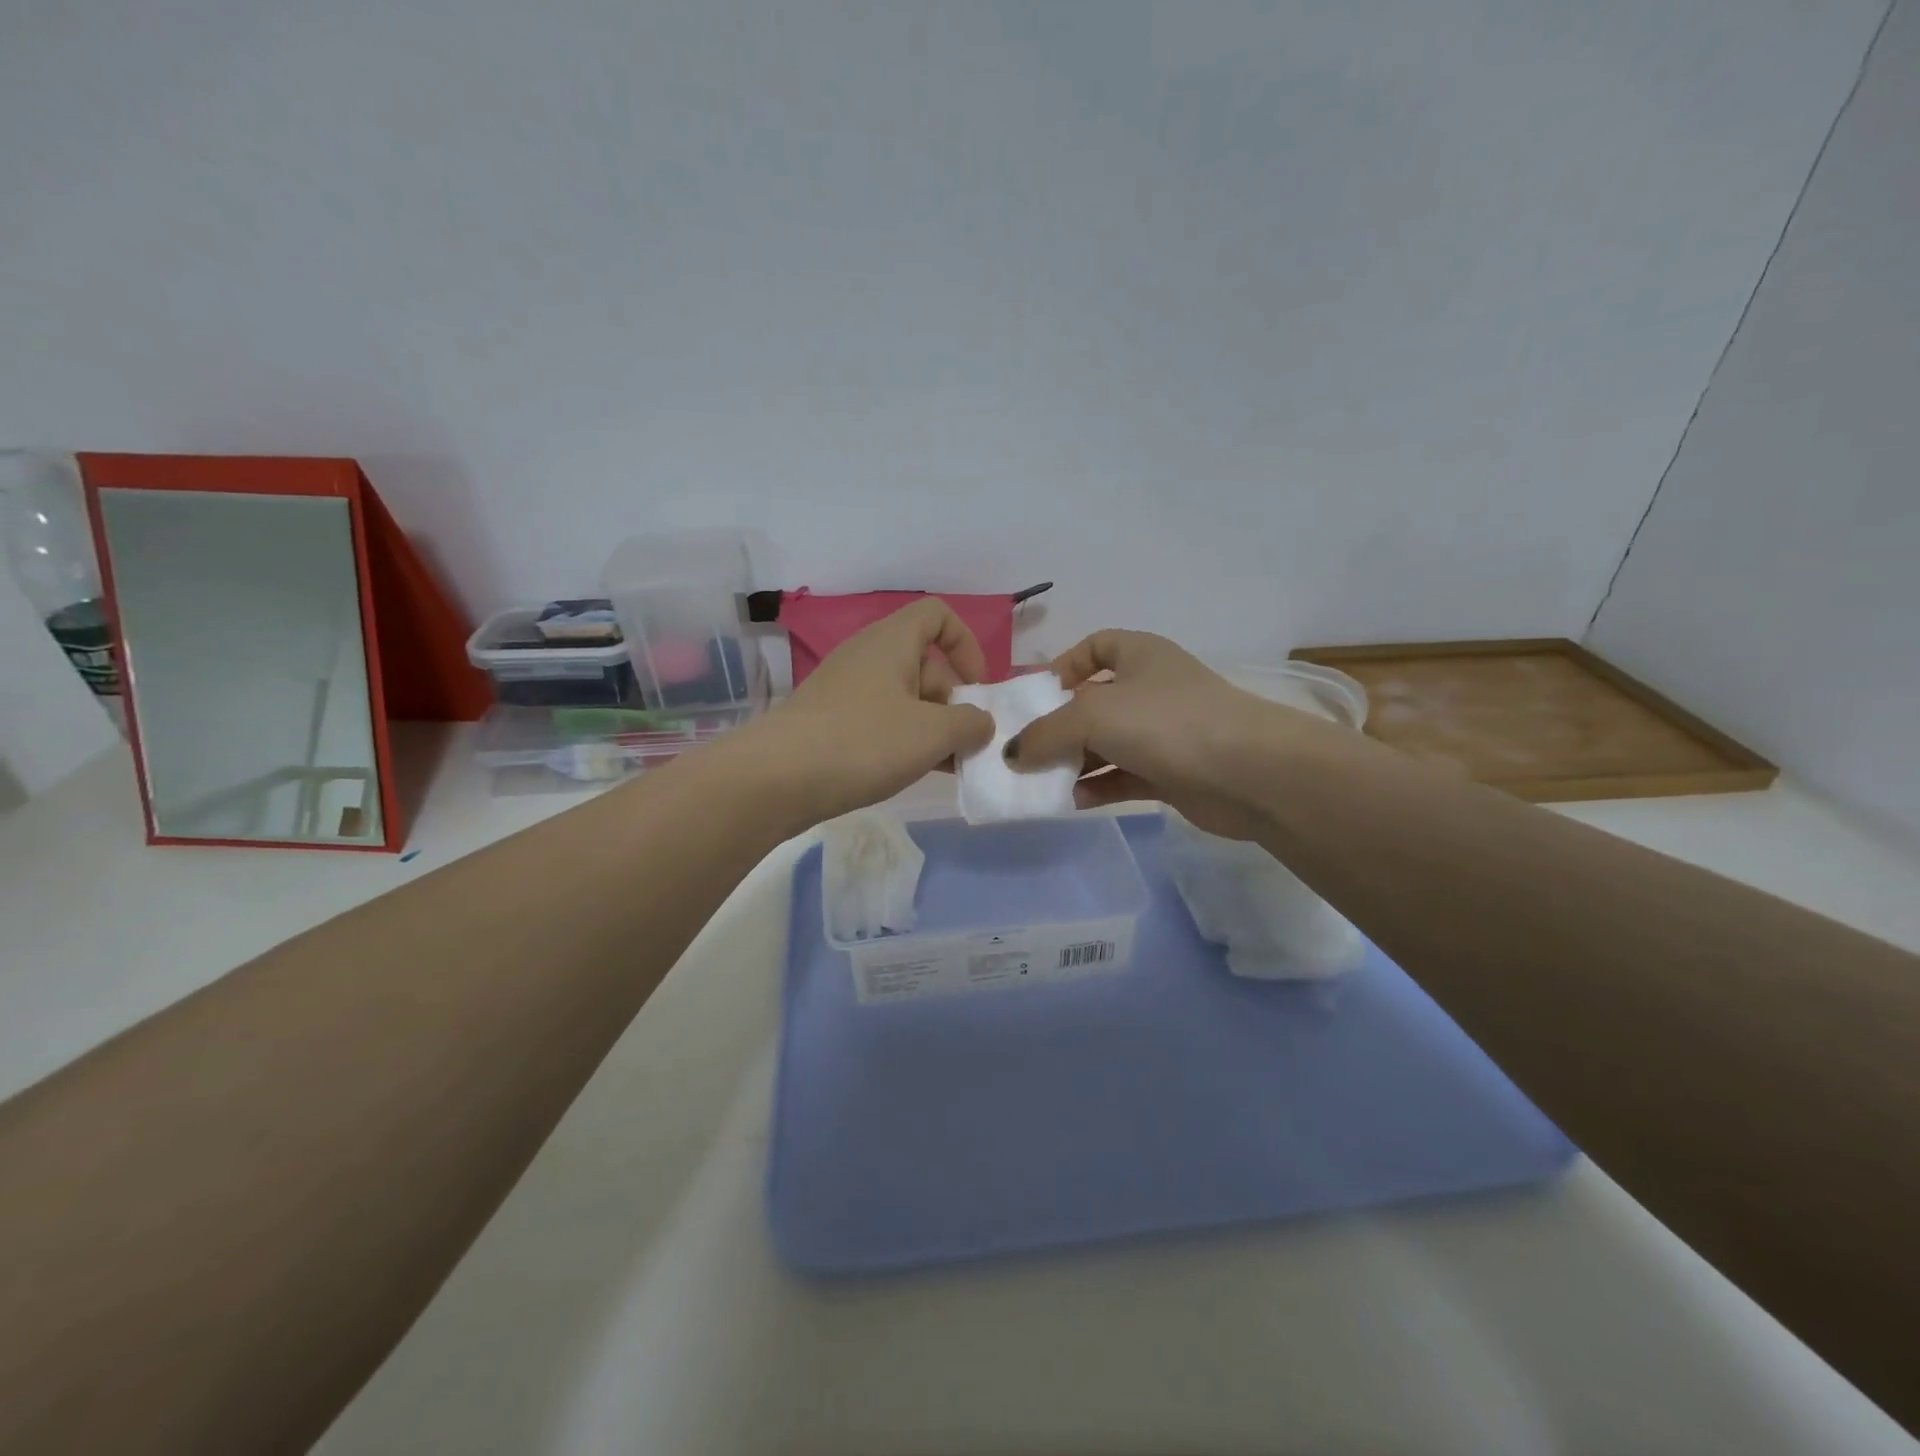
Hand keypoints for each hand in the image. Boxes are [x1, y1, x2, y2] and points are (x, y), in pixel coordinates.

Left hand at [745, 598, 994, 827]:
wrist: (775, 779)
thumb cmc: (863, 742)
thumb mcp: (932, 733)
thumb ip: (970, 723)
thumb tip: (981, 722)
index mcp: (891, 641)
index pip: (937, 615)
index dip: (966, 644)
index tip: (976, 687)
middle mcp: (867, 657)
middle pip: (924, 663)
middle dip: (952, 701)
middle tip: (963, 742)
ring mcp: (845, 691)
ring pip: (903, 698)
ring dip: (930, 727)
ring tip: (945, 765)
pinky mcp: (830, 722)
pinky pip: (879, 721)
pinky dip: (902, 741)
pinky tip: (912, 772)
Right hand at [1007, 630, 1325, 838]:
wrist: (1248, 773)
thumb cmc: (1165, 722)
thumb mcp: (1092, 715)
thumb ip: (1044, 733)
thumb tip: (1013, 754)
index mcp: (1139, 654)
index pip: (1094, 646)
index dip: (1062, 666)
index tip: (1034, 697)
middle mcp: (1151, 688)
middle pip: (1093, 702)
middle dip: (1058, 725)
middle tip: (1024, 750)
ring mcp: (1163, 732)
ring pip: (1106, 744)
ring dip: (1073, 761)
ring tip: (1039, 782)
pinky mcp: (1170, 773)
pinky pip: (1123, 777)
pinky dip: (1097, 787)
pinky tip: (1072, 801)